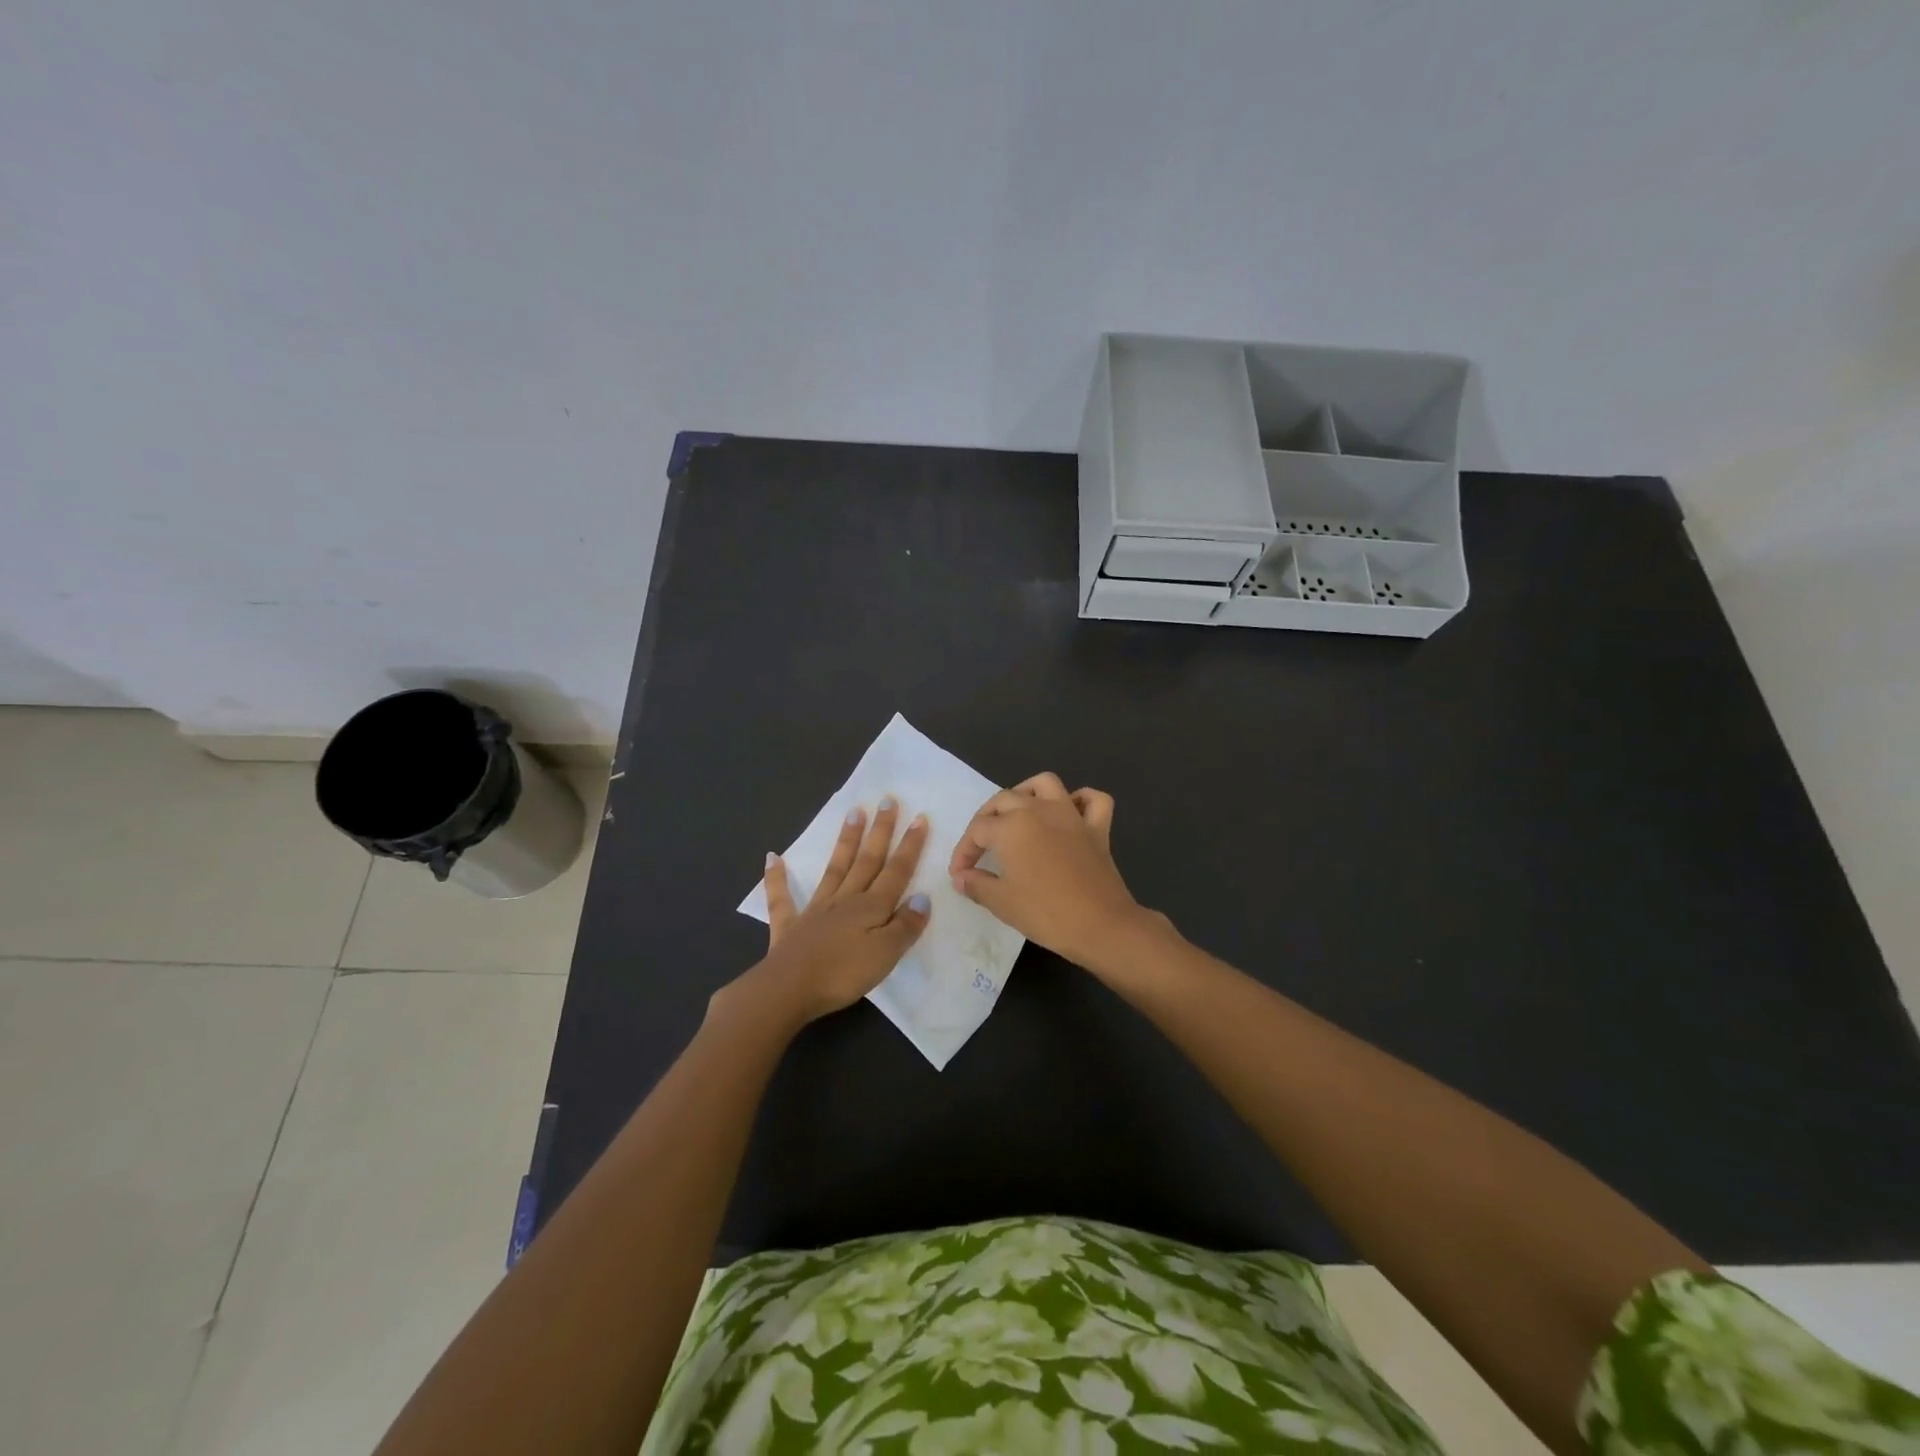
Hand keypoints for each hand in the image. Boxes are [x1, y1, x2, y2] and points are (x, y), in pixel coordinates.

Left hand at [728, 798, 930, 1027]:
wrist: (788, 989)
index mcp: (871, 908)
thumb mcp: (886, 954)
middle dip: (880, 831)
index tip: (919, 818)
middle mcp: (845, 900)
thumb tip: (922, 897)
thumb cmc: (843, 974)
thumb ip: (905, 926)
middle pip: (867, 860)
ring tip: (854, 812)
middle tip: (887, 800)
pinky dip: (776, 877)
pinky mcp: (789, 926)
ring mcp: (815, 910)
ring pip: (835, 868)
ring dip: (845, 840)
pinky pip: (782, 897)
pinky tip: (772, 857)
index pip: (896, 872)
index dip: (910, 846)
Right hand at [948, 774, 1149, 965]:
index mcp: (1011, 826)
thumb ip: (976, 885)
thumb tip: (961, 877)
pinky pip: (1093, 801)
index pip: (977, 831)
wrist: (1101, 926)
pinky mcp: (1097, 828)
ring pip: (1045, 785)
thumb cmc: (1045, 913)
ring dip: (1027, 792)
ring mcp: (1071, 815)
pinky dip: (1081, 800)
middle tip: (980, 846)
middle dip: (986, 819)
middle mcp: (1039, 810)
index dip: (963, 852)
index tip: (960, 875)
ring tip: (1018, 814)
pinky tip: (1071, 813)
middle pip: (1004, 800)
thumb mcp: (1001, 902)